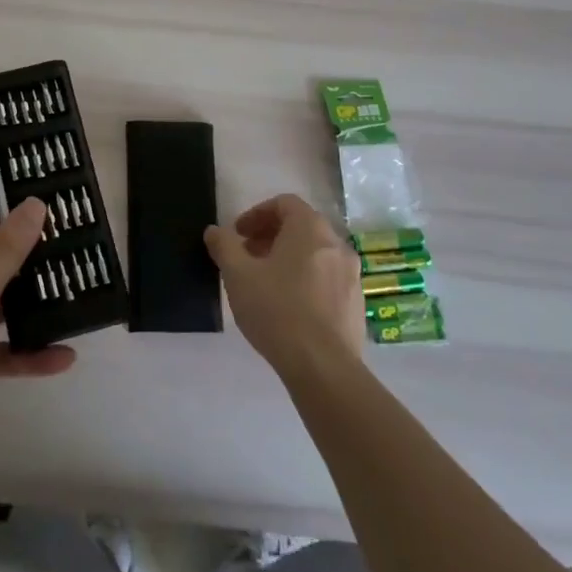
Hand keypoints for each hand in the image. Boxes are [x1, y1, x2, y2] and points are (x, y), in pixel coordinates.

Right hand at [206, 194, 364, 380]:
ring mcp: (352, 275)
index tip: (238, 235)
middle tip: (247, 257)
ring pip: (316, 254)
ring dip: (289, 258)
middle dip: (271, 237)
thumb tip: (214, 231)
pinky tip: (289, 307)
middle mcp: (336, 244)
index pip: (284, 203)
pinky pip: (327, 278)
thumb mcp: (238, 275)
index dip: (257, 214)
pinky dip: (306, 280)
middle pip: (301, 227)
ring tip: (265, 282)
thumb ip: (224, 246)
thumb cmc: (277, 310)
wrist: (323, 367)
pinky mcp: (356, 304)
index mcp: (310, 229)